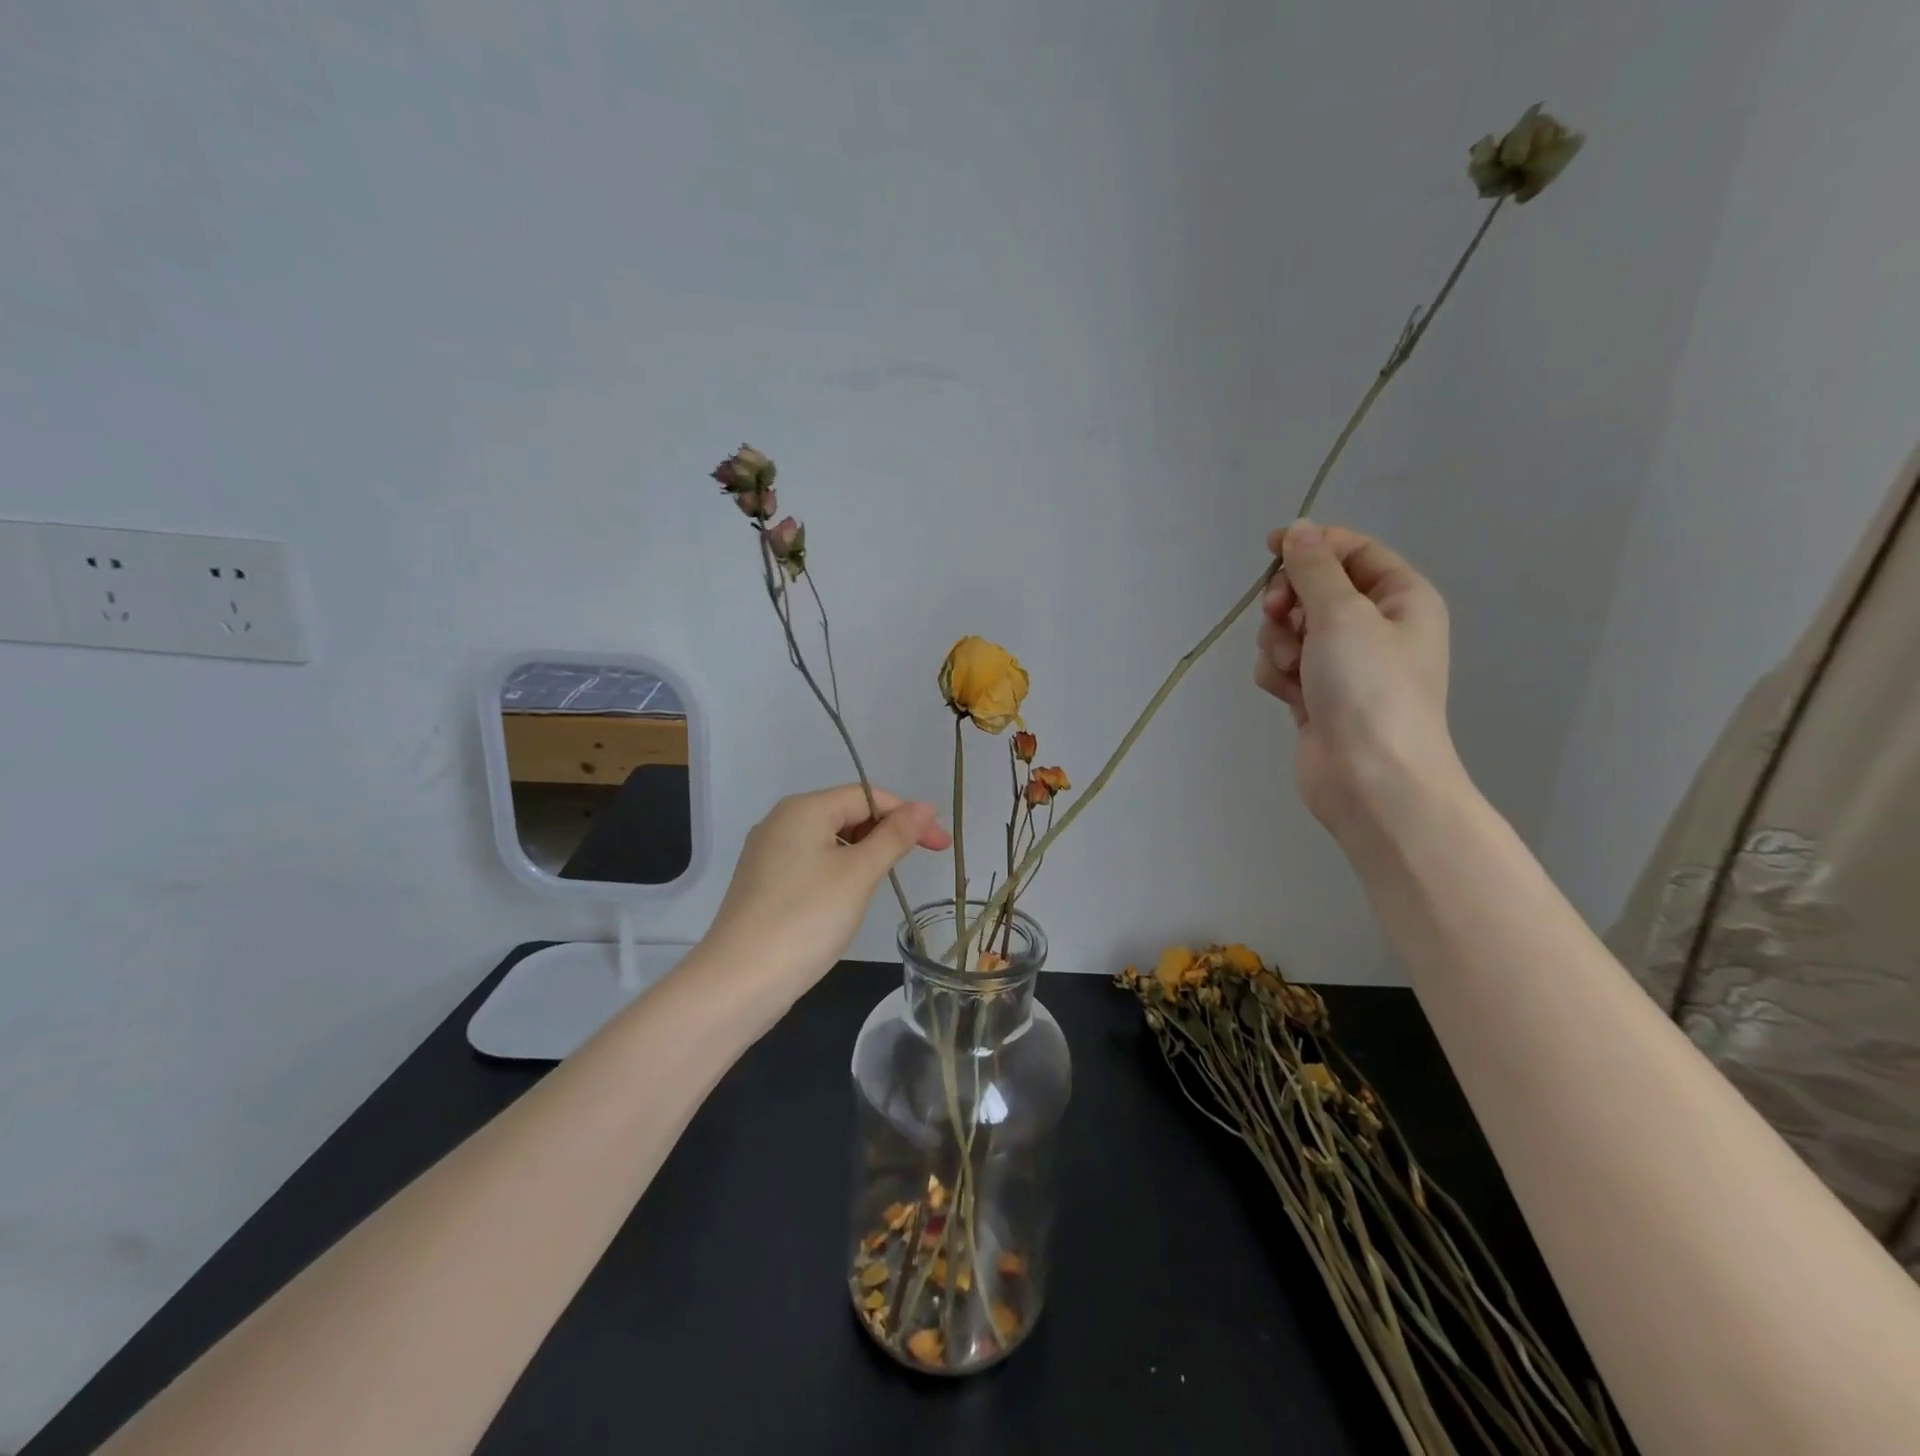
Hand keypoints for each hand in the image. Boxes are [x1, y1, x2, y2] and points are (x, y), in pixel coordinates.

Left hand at [701, 784, 949, 1004]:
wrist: (738, 983)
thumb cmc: (806, 920)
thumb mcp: (859, 874)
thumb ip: (895, 836)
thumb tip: (926, 807)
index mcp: (803, 809)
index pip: (867, 795)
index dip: (907, 815)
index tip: (940, 845)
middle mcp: (781, 821)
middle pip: (847, 812)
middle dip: (886, 832)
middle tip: (920, 862)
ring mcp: (768, 853)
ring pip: (830, 839)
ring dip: (864, 853)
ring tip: (883, 882)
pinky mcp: (764, 882)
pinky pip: (812, 862)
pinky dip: (839, 871)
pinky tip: (848, 897)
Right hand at [1256, 521, 1460, 840]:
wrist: (1370, 778)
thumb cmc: (1368, 687)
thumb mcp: (1342, 613)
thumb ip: (1314, 568)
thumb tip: (1299, 529)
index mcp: (1401, 599)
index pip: (1353, 551)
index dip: (1312, 544)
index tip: (1270, 547)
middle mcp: (1374, 628)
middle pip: (1314, 590)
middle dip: (1288, 602)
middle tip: (1279, 615)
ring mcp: (1343, 665)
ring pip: (1290, 630)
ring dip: (1279, 642)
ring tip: (1293, 667)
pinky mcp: (1315, 697)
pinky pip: (1282, 667)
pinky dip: (1278, 675)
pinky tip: (1287, 694)